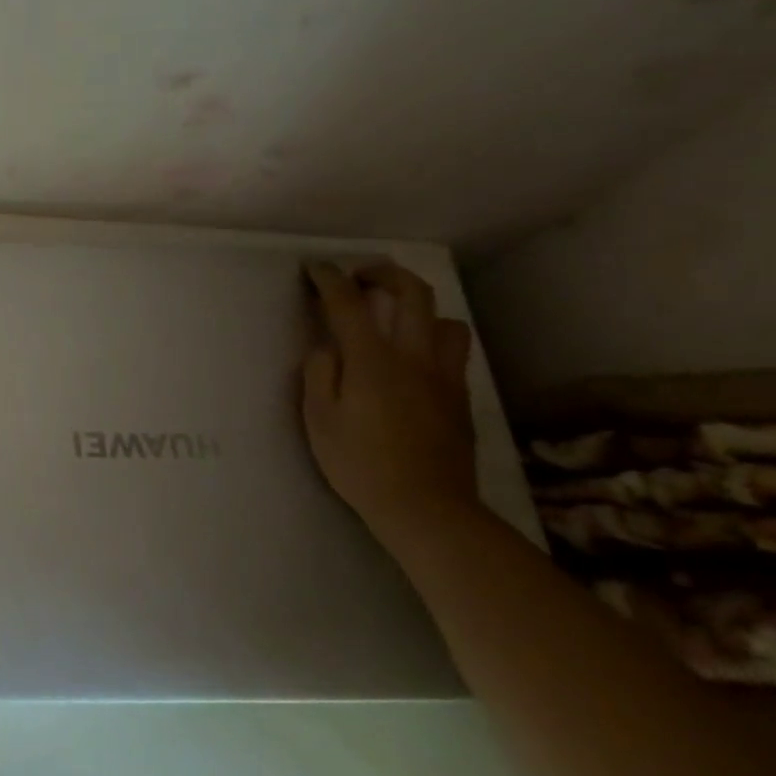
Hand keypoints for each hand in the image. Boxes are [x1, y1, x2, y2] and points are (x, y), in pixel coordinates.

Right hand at [302, 262, 480, 534]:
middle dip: (383, 274)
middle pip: (412, 293)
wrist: (426, 506)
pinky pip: (452, 351)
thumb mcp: (319, 420)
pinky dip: (431, 339)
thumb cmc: (359, 463)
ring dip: (418, 308)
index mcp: (373, 361)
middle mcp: (415, 357)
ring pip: (444, 320)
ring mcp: (444, 376)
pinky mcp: (459, 397)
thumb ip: (320, 375)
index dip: (330, 280)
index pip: (349, 304)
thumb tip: (327, 349)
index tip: (316, 269)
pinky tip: (412, 359)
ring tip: (395, 319)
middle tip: (359, 277)